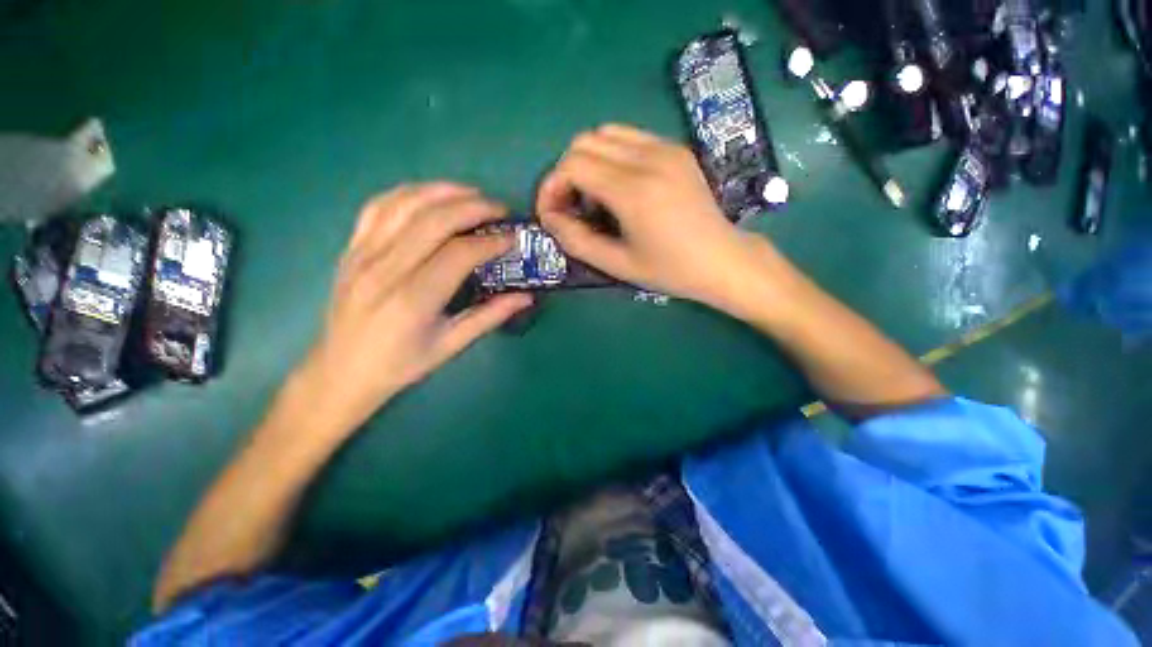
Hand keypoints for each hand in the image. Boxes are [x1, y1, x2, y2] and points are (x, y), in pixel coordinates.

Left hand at [279, 183, 531, 443]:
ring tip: (472, 193)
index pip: (459, 254)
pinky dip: (408, 193)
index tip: (512, 238)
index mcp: (413, 300)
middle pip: (433, 220)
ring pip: (405, 204)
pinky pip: (378, 206)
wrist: (340, 372)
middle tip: (500, 209)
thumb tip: (526, 297)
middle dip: (473, 207)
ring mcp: (362, 255)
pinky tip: (430, 195)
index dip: (490, 242)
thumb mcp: (450, 346)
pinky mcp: (351, 248)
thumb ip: (490, 316)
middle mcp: (385, 270)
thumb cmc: (400, 364)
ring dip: (443, 191)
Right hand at [537, 124, 778, 313]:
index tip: (550, 213)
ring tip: (594, 198)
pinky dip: (610, 156)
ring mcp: (666, 148)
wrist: (722, 260)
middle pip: (584, 142)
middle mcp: (649, 158)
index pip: (572, 165)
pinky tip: (618, 187)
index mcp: (634, 191)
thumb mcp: (618, 265)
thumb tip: (549, 218)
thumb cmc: (671, 270)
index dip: (551, 186)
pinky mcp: (676, 149)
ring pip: (605, 133)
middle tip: (570, 207)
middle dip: (565, 173)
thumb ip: (577, 241)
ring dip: (587, 162)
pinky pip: (629, 137)